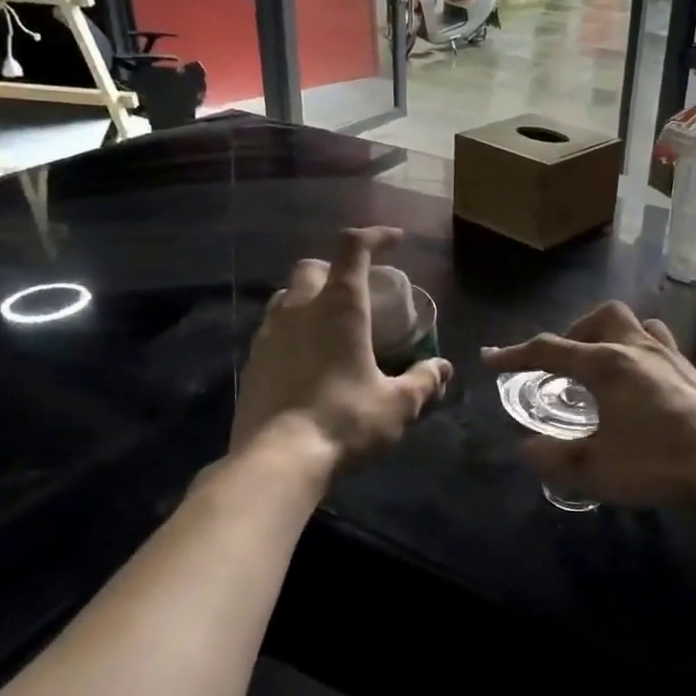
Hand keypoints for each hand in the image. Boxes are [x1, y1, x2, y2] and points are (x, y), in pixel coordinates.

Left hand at [232, 227, 451, 466]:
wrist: (276, 460)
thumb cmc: (344, 421)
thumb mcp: (397, 405)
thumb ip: (423, 382)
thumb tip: (442, 368)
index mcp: (339, 306)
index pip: (354, 248)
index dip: (376, 236)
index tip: (396, 240)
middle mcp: (300, 308)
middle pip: (313, 267)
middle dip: (336, 268)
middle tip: (359, 291)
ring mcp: (269, 333)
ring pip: (287, 295)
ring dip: (310, 297)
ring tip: (331, 323)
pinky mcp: (252, 360)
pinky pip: (273, 328)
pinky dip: (293, 329)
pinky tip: (308, 357)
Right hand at [482, 302, 695, 508]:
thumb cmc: (658, 461)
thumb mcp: (595, 469)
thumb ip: (555, 458)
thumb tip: (526, 448)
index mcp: (606, 364)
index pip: (550, 350)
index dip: (517, 354)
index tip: (491, 358)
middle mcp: (637, 349)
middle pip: (602, 317)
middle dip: (576, 332)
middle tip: (566, 362)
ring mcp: (671, 357)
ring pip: (637, 325)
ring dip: (613, 336)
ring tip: (605, 365)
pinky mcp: (695, 373)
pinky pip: (661, 346)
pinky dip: (643, 354)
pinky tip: (645, 385)